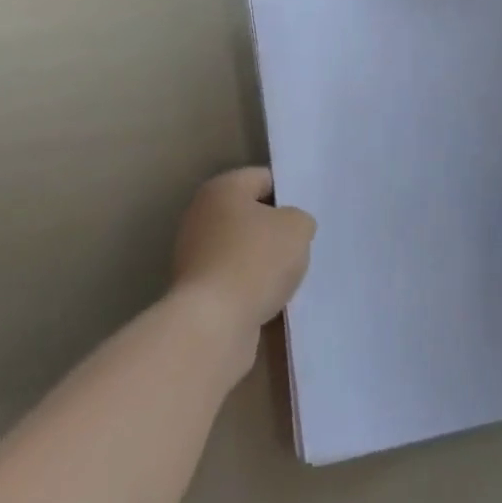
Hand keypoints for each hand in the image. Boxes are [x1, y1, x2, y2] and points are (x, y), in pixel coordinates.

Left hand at [170, 167, 315, 365]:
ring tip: (290, 277)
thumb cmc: (256, 261)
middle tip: (302, 245)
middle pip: (250, 215)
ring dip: (264, 263)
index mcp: (222, 189)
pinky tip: (272, 300)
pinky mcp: (196, 290)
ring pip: (242, 250)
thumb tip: (291, 228)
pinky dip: (251, 288)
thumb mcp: (297, 228)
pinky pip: (234, 280)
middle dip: (276, 231)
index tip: (307, 215)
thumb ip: (300, 219)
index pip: (263, 178)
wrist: (214, 323)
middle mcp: (201, 216)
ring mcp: (194, 255)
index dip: (289, 194)